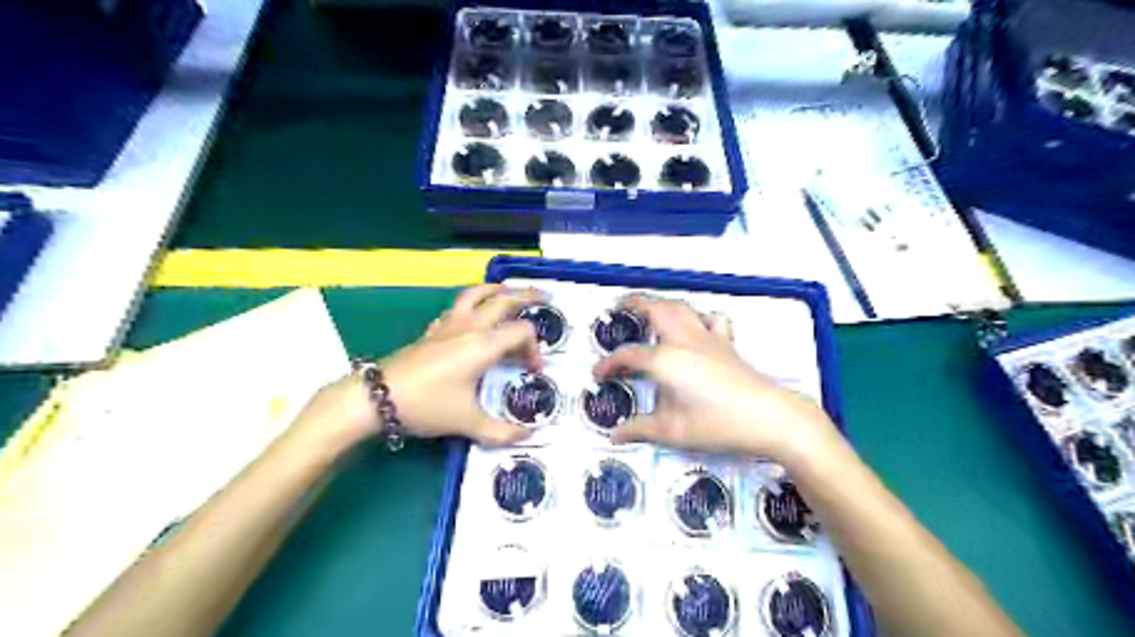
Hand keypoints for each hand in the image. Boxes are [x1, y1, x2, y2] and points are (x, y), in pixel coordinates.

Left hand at [378, 285, 541, 444]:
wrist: (377, 397)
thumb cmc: (427, 406)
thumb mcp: (468, 423)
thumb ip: (503, 431)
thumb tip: (530, 435)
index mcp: (484, 345)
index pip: (522, 332)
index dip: (535, 349)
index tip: (532, 371)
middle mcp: (470, 327)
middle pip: (504, 301)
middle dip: (527, 296)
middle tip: (544, 295)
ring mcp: (449, 325)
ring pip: (477, 295)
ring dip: (496, 290)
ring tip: (508, 290)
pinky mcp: (433, 330)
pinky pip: (457, 307)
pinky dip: (472, 303)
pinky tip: (472, 314)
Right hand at [597, 296, 834, 465]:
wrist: (769, 417)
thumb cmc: (717, 424)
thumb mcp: (673, 431)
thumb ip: (640, 429)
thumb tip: (616, 435)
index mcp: (664, 360)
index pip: (628, 356)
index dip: (609, 364)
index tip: (598, 374)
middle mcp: (683, 341)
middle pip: (655, 310)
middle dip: (634, 304)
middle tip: (619, 307)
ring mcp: (707, 338)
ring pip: (682, 308)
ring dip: (662, 304)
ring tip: (650, 310)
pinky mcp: (727, 344)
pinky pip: (711, 320)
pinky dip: (699, 317)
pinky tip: (696, 327)